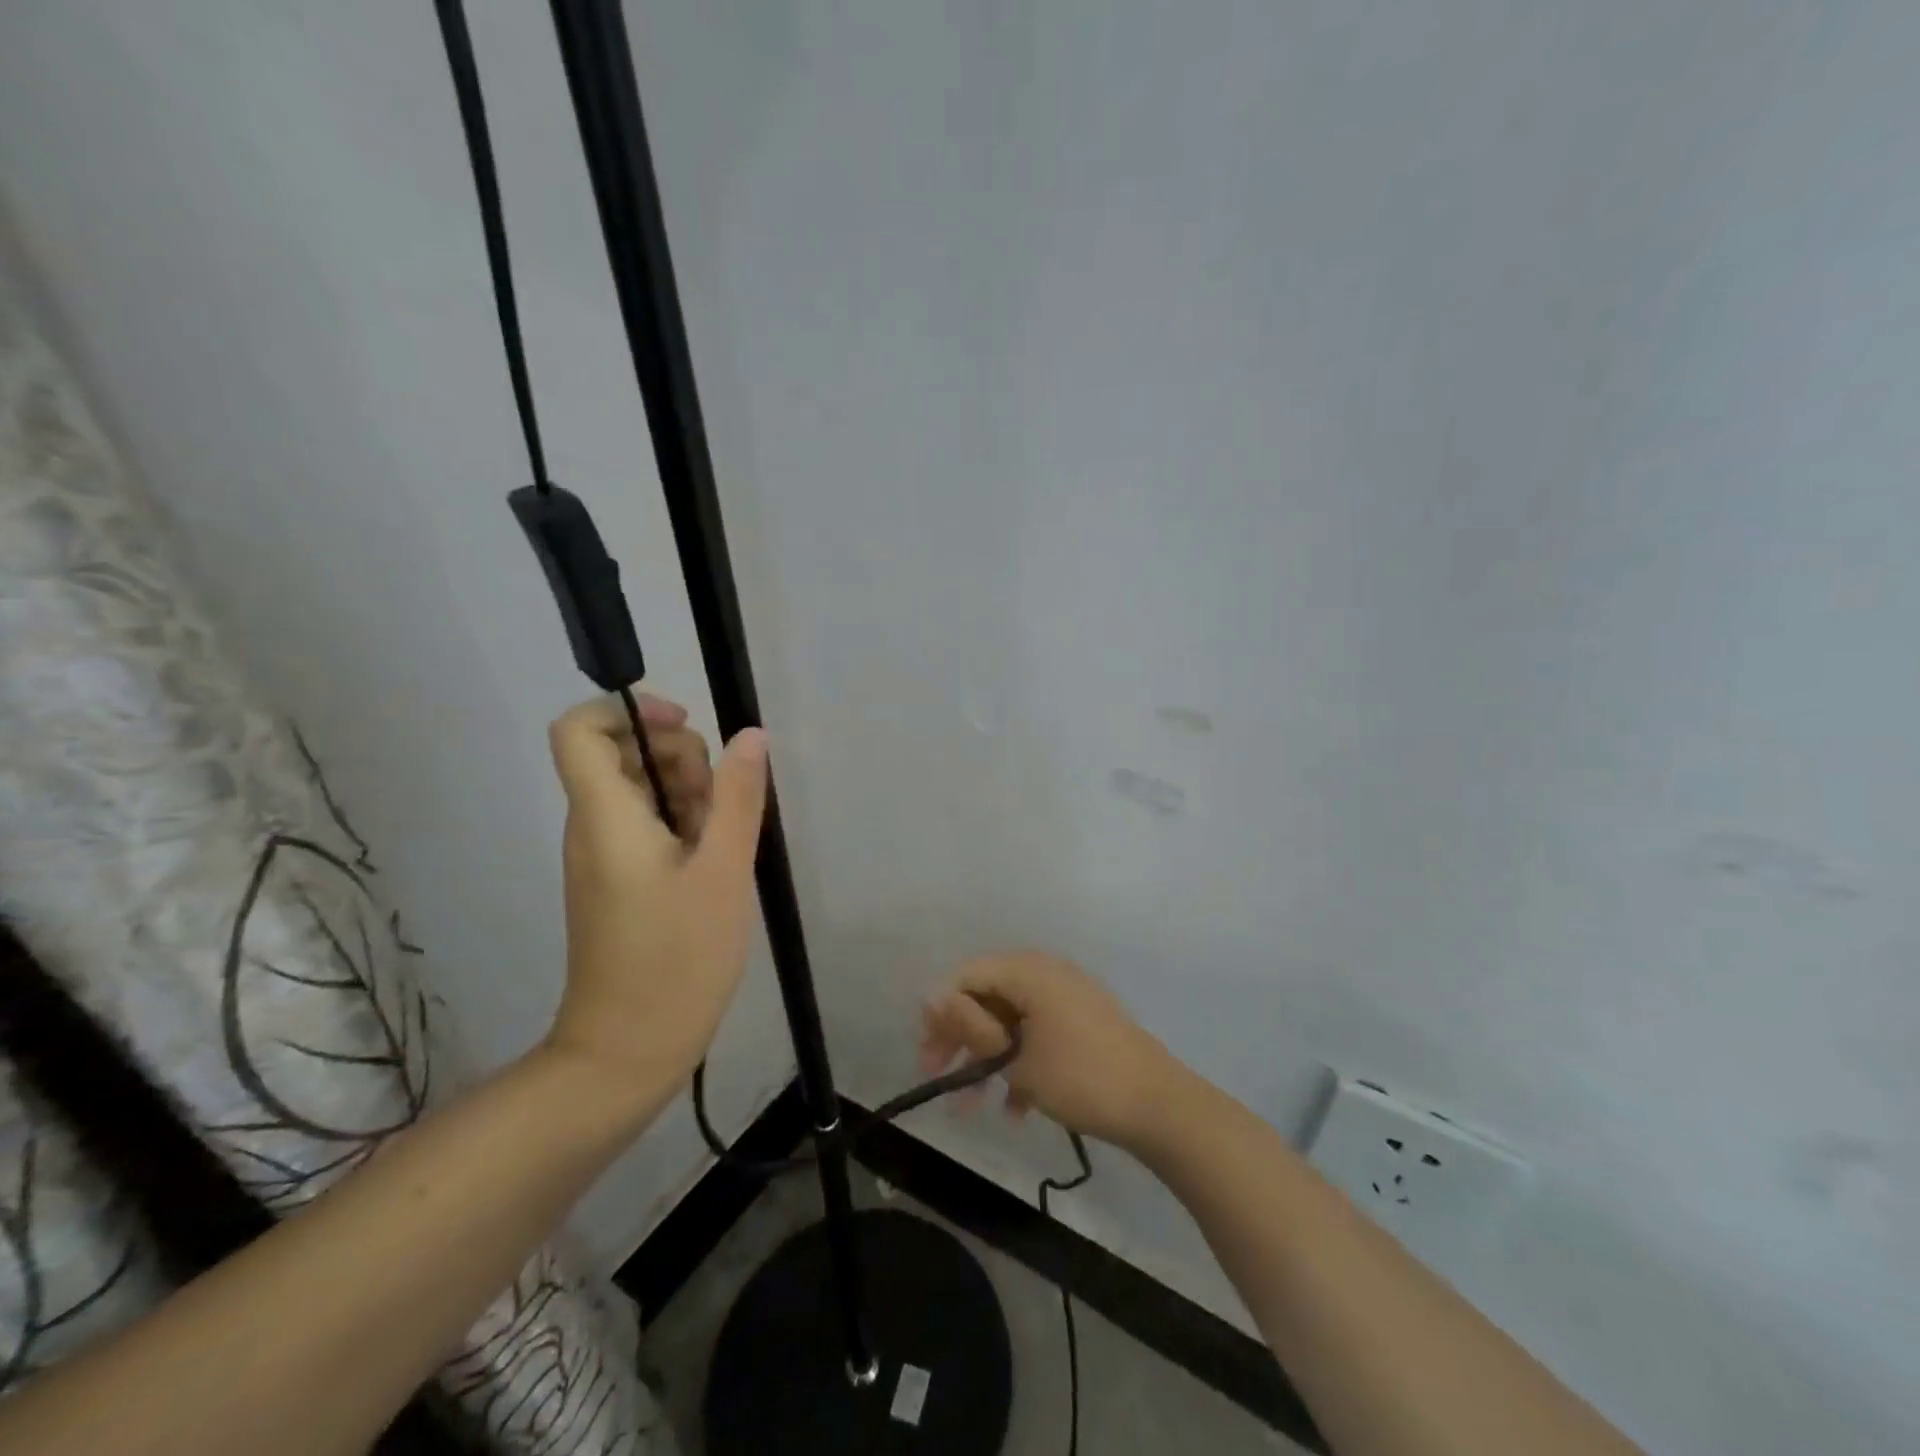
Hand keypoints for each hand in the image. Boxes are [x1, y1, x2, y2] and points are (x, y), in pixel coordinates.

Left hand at [542, 687, 768, 1105]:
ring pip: (639, 790)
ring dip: (688, 795)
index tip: (686, 726)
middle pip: (621, 753)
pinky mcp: (617, 882)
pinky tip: (715, 863)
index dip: (629, 710)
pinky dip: (683, 825)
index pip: (578, 729)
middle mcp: (592, 827)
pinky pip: (645, 826)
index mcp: (605, 816)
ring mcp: (602, 856)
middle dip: (679, 757)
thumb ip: (737, 798)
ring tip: (723, 842)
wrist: (627, 1052)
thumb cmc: (676, 959)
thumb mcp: (722, 872)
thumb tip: (750, 735)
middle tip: (720, 804)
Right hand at [919, 952, 1181, 1148]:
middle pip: (987, 996)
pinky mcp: (1081, 1023)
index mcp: (1029, 971)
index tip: (927, 1052)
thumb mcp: (1016, 1055)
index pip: (967, 975)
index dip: (941, 1010)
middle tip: (937, 1075)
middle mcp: (1045, 974)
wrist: (1157, 1105)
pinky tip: (1014, 1107)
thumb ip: (971, 1025)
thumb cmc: (1079, 1076)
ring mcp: (1066, 998)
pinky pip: (1036, 1033)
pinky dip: (1020, 1063)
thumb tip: (932, 997)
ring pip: (1010, 1019)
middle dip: (961, 1037)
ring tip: (970, 1106)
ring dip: (987, 1058)